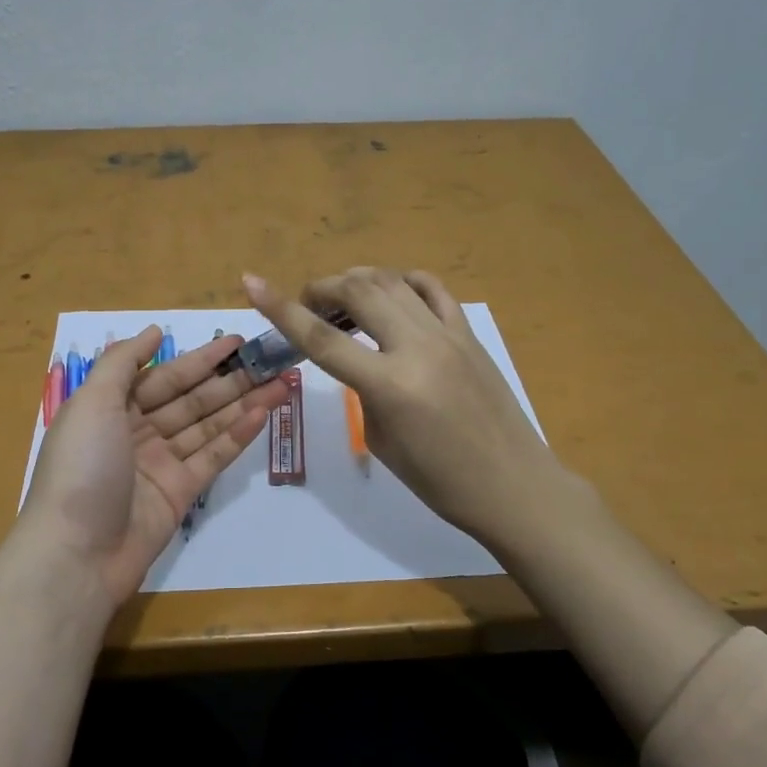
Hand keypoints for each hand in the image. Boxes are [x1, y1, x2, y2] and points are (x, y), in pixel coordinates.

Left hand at [19, 326, 288, 602]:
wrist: (76, 555)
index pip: (165, 376)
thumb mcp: (91, 403)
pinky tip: (264, 413)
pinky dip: (238, 435)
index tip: (237, 341)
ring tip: (281, 382)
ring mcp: (161, 464)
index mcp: (112, 408)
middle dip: (230, 379)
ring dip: (243, 403)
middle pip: (191, 399)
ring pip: (208, 426)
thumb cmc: (81, 468)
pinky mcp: (180, 493)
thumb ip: (122, 362)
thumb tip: (155, 331)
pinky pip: (213, 456)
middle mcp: (138, 432)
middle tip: (271, 360)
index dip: (201, 358)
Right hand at [243, 268, 573, 546]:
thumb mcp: (383, 440)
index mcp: (390, 385)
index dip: (281, 309)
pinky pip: (432, 289)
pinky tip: (391, 292)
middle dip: (322, 288)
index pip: (322, 339)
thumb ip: (363, 391)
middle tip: (307, 302)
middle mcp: (418, 348)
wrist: (514, 485)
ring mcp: (448, 334)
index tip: (252, 284)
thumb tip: (361, 360)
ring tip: (342, 297)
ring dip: (357, 280)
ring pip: (392, 282)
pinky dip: (403, 281)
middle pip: (358, 293)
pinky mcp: (469, 333)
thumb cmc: (441, 481)